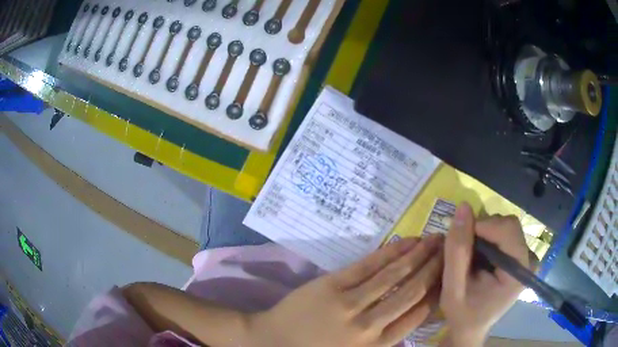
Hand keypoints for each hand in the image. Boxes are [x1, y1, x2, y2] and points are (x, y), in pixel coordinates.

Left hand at [247, 235, 443, 346]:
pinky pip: (368, 266)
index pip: (419, 314)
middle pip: (412, 291)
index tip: (450, 273)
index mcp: (377, 345)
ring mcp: (351, 303)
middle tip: (450, 248)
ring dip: (418, 255)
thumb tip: (418, 310)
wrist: (273, 341)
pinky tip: (407, 241)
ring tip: (435, 239)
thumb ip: (387, 337)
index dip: (437, 290)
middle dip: (435, 267)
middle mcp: (370, 325)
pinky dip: (391, 251)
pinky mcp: (333, 285)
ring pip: (394, 275)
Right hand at [440, 203, 530, 346]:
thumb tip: (462, 207)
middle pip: (508, 225)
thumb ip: (457, 251)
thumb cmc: (463, 314)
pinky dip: (489, 239)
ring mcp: (526, 258)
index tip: (460, 238)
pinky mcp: (520, 257)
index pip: (507, 229)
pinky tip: (479, 256)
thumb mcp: (453, 288)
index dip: (483, 226)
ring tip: (471, 256)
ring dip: (485, 234)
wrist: (471, 328)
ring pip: (506, 227)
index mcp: (518, 273)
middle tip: (464, 250)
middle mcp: (528, 261)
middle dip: (483, 231)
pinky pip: (506, 234)